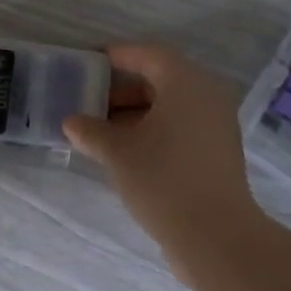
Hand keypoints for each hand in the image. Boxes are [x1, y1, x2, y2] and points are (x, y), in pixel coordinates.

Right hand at [63, 44, 265, 275]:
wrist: (215, 235)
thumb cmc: (163, 180)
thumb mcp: (118, 153)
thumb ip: (91, 131)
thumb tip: (71, 122)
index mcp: (186, 83)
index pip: (149, 55)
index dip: (119, 56)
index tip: (92, 62)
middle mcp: (207, 96)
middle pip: (162, 79)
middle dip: (124, 90)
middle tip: (92, 104)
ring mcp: (218, 125)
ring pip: (172, 106)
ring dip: (138, 113)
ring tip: (104, 133)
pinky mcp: (219, 151)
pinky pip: (184, 126)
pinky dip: (156, 130)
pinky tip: (130, 152)